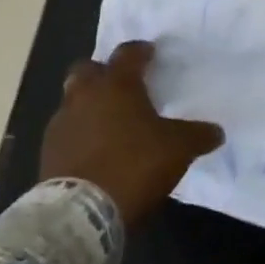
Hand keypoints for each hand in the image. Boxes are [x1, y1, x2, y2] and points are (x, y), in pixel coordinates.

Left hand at [41, 41, 223, 226]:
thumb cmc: (134, 165)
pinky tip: (94, 149)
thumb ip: (198, 135)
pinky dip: (80, 133)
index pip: (128, 54)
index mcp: (117, 85)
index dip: (141, 51)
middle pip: (88, 69)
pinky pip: (66, 130)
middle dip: (103, 72)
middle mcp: (85, 95)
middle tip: (122, 86)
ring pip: (73, 100)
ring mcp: (61, 123)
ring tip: (109, 122)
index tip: (150, 53)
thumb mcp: (178, 149)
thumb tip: (216, 132)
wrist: (81, 212)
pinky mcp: (48, 151)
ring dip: (89, 104)